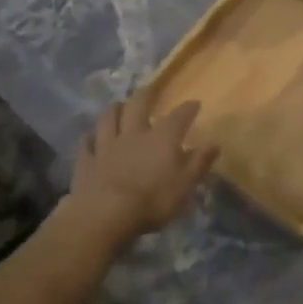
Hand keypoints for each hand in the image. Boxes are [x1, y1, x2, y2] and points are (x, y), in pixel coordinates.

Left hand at [68, 86, 217, 241]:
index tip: (194, 103)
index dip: (188, 108)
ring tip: (117, 105)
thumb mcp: (185, 185)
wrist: (106, 214)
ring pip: (109, 118)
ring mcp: (107, 145)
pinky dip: (89, 138)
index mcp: (162, 138)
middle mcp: (134, 134)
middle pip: (138, 106)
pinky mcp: (87, 161)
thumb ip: (199, 162)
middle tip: (148, 89)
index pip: (179, 117)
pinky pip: (87, 144)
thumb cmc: (153, 200)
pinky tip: (89, 136)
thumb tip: (215, 143)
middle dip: (145, 95)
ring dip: (114, 110)